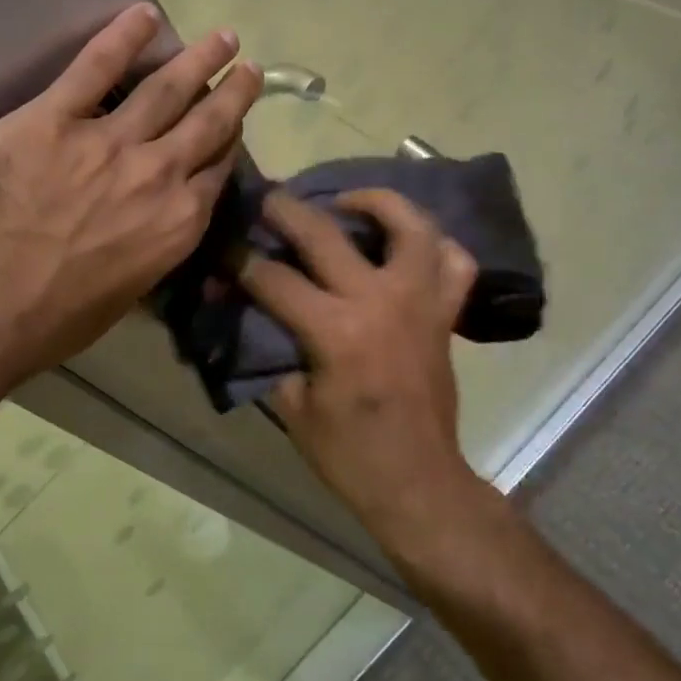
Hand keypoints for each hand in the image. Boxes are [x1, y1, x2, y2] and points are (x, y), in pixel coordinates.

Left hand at [0, 3, 261, 398]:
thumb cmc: (45, 324)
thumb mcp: (119, 301)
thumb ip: (145, 256)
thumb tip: (147, 233)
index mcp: (175, 227)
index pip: (216, 175)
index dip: (228, 147)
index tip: (234, 129)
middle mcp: (157, 177)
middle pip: (206, 125)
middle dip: (231, 94)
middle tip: (246, 69)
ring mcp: (108, 142)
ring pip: (166, 89)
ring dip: (197, 60)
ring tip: (222, 36)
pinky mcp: (53, 118)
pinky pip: (95, 67)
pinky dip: (122, 37)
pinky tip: (143, 16)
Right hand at [239, 189, 483, 545]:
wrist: (417, 481)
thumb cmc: (348, 454)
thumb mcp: (293, 405)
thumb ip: (272, 351)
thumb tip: (251, 315)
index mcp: (337, 331)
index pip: (275, 279)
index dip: (241, 261)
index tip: (224, 249)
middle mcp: (382, 302)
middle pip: (329, 234)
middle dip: (290, 211)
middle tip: (271, 198)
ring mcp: (421, 303)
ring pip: (413, 228)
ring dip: (380, 203)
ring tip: (352, 202)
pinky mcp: (445, 315)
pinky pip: (456, 263)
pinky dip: (436, 245)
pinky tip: (408, 245)